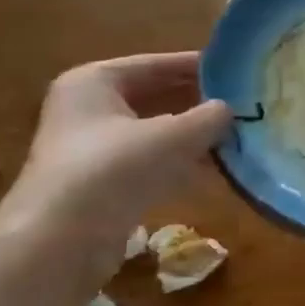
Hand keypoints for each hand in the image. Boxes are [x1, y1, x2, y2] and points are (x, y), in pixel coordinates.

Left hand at [0, 53, 231, 262]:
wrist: (60, 242)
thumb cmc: (114, 169)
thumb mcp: (173, 136)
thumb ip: (209, 118)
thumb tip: (230, 109)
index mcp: (95, 81)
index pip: (157, 64)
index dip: (199, 66)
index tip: (239, 71)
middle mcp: (88, 108)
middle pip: (155, 96)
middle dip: (198, 102)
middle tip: (244, 104)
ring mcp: (92, 148)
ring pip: (154, 131)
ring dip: (193, 134)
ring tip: (238, 134)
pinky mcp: (101, 183)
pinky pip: (149, 161)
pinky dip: (180, 161)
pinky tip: (215, 167)